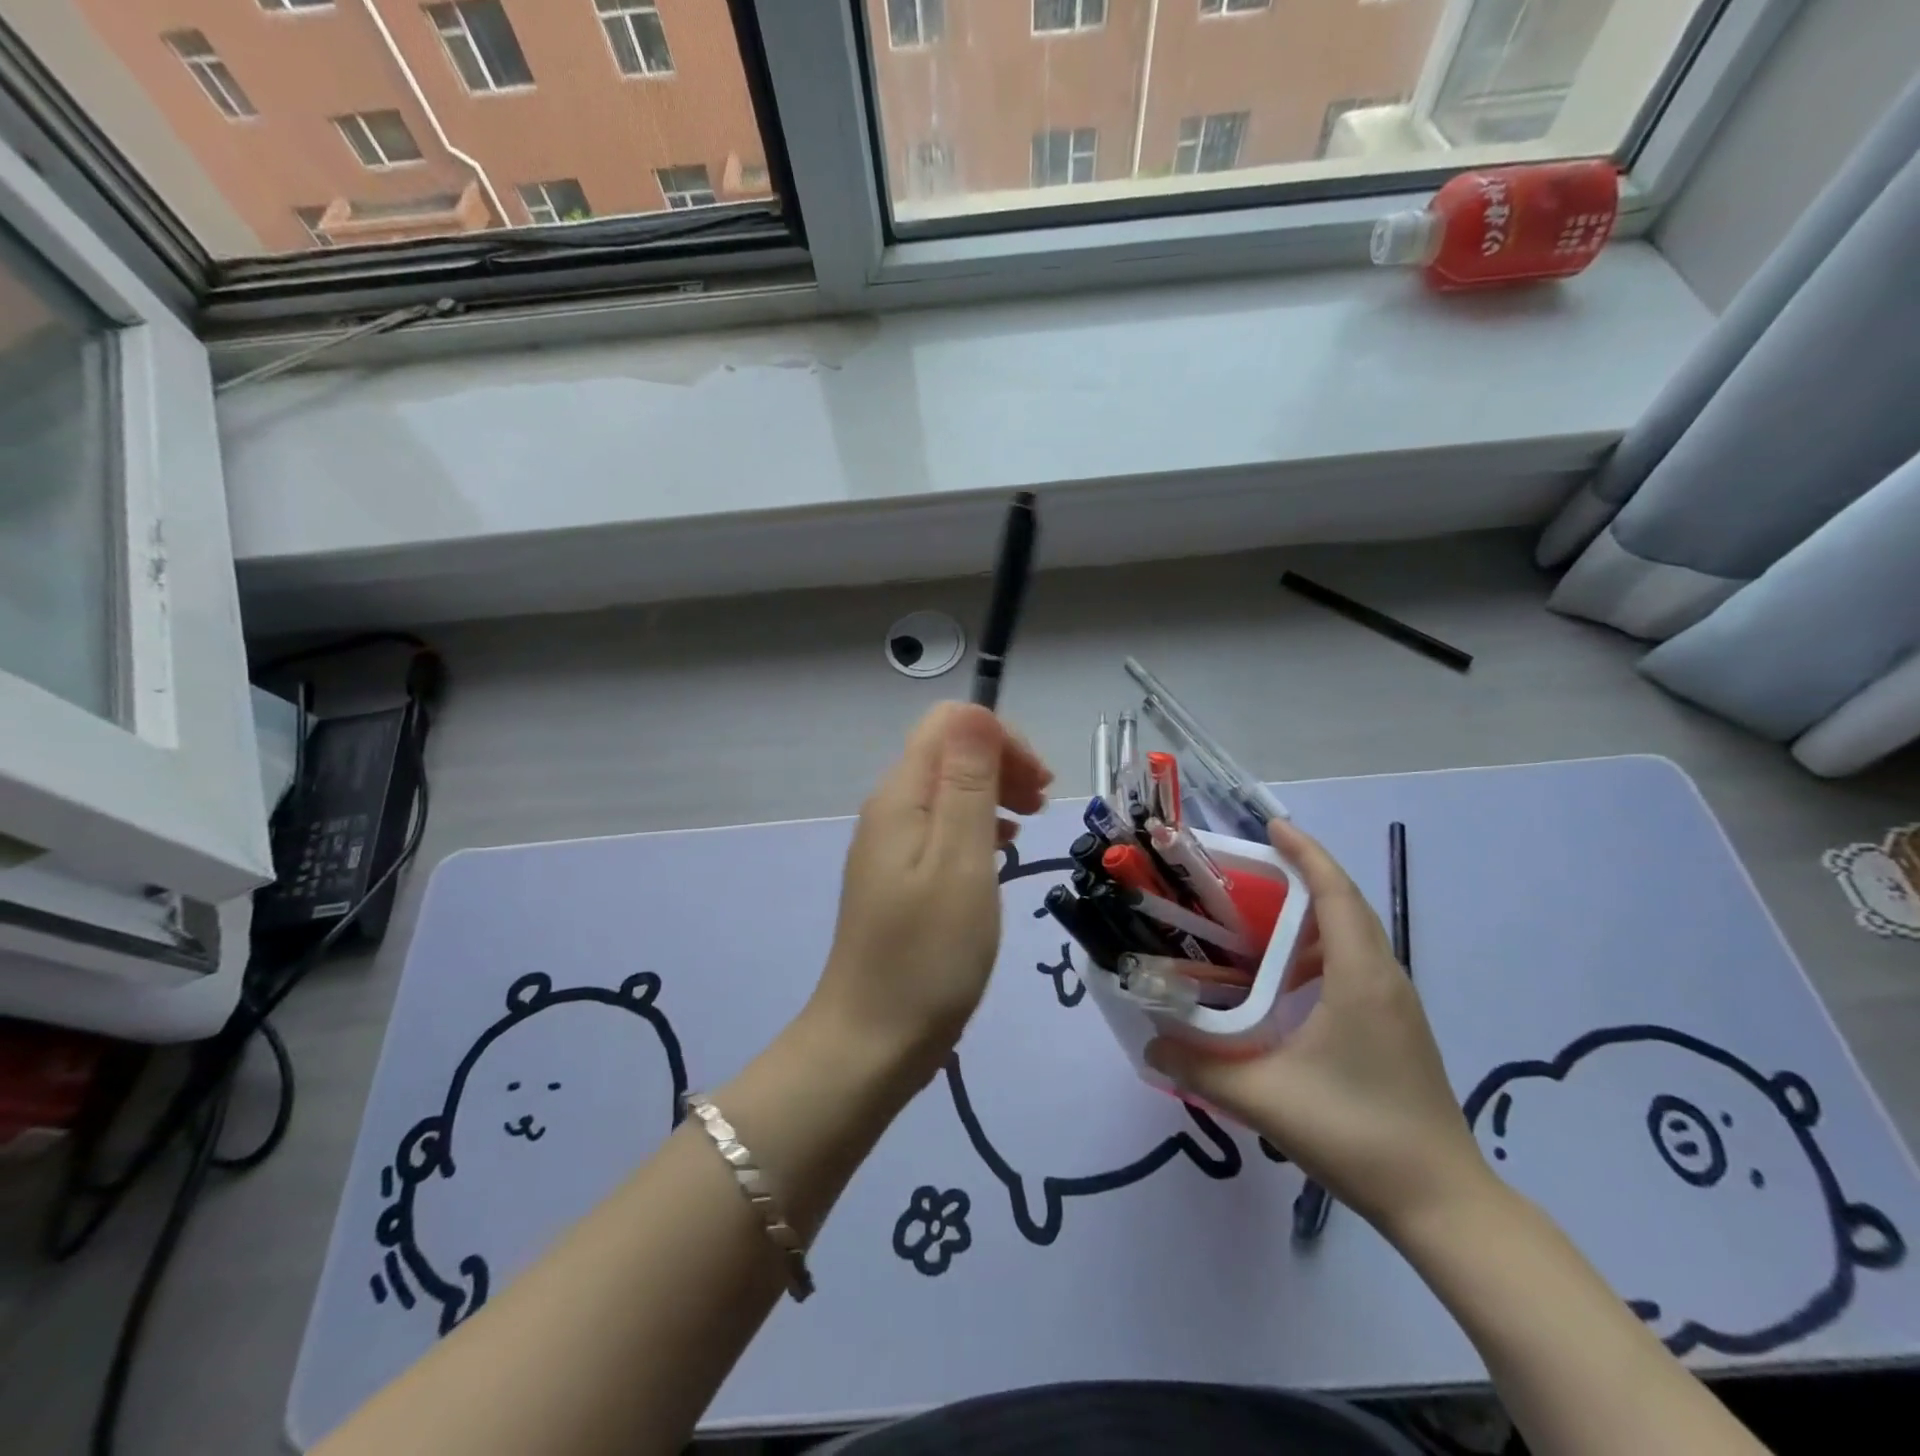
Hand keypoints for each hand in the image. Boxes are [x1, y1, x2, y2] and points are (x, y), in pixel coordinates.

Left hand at [810, 703, 1052, 1079]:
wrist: (872, 1041)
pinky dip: (976, 828)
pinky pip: (941, 829)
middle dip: (1000, 763)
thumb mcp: (961, 861)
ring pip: (947, 791)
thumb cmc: (929, 953)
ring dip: (992, 794)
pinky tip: (999, 854)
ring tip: (1029, 826)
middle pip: (947, 753)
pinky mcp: (897, 879)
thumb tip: (976, 711)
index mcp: (901, 796)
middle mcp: (889, 810)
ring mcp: (890, 846)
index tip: (1038, 785)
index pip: (949, 724)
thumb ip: (969, 782)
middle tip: (1042, 803)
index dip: (1000, 738)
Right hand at [1145, 820, 1491, 1236]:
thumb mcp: (1264, 1098)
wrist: (1442, 1201)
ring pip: (1356, 934)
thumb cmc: (1356, 1133)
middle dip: (1306, 873)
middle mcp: (1384, 977)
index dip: (1306, 854)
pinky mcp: (1397, 1026)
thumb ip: (1200, 1067)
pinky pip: (1359, 962)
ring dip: (1315, 912)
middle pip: (1348, 904)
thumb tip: (1149, 1043)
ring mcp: (1397, 1004)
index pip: (1335, 893)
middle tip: (1254, 865)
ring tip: (1262, 915)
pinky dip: (1323, 947)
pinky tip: (1288, 978)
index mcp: (1359, 977)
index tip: (1272, 826)